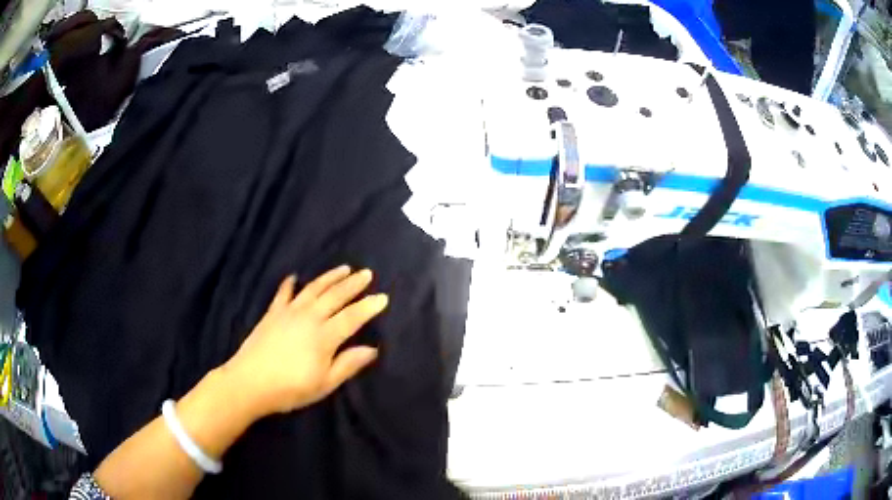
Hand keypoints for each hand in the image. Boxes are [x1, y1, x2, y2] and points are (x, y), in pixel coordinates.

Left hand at [221, 266, 386, 417]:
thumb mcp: (324, 384)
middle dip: (353, 284)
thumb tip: (372, 349)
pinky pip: (283, 293)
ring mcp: (289, 312)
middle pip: (335, 297)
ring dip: (330, 277)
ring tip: (344, 268)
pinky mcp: (272, 313)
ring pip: (313, 289)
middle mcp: (309, 318)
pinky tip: (294, 276)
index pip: (352, 317)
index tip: (383, 297)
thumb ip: (348, 364)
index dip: (368, 307)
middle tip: (367, 273)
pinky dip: (290, 284)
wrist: (250, 382)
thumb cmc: (290, 389)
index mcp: (324, 337)